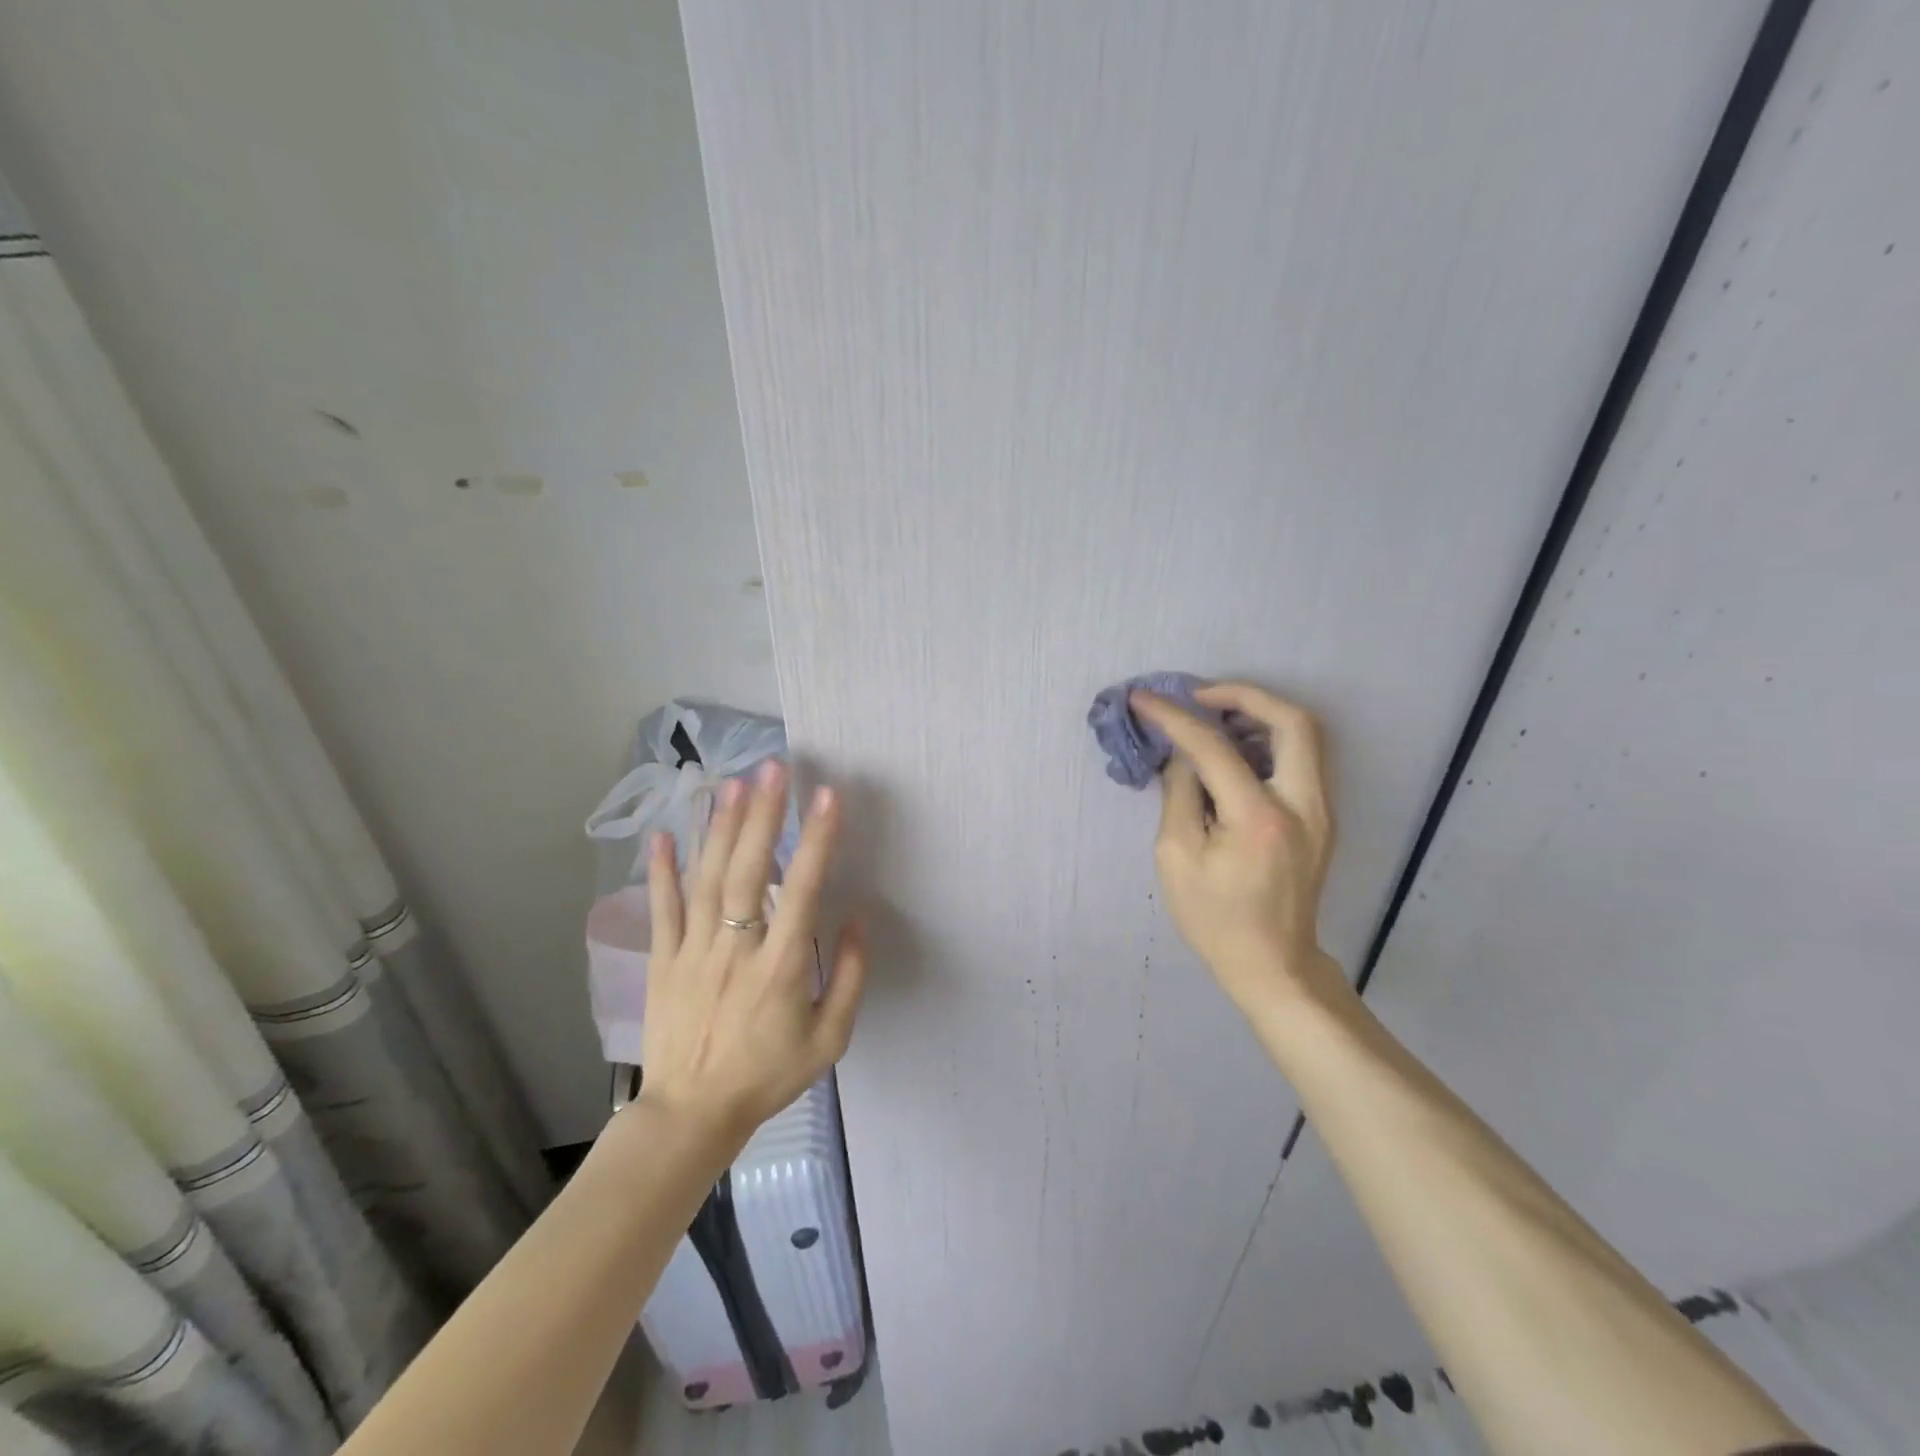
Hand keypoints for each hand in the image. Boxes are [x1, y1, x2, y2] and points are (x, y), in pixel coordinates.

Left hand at [637, 760, 866, 1147]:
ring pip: (706, 879)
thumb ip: (849, 978)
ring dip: (719, 828)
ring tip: (731, 783)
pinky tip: (663, 833)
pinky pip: (661, 908)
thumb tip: (860, 919)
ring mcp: (692, 951)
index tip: (827, 796)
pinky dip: (661, 869)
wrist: (691, 1115)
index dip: (816, 840)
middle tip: (772, 768)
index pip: (802, 890)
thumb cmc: (766, 1075)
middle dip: (762, 815)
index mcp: (780, 968)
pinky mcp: (661, 960)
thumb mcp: (829, 1040)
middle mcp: (734, 949)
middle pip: (748, 871)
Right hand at [1130, 682, 1343, 1015]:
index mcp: (1259, 818)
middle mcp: (1303, 805)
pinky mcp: (1322, 817)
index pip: (1215, 747)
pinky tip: (1235, 749)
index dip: (1175, 717)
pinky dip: (1269, 738)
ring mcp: (1322, 810)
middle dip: (1243, 694)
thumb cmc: (1215, 918)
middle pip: (1292, 721)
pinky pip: (1302, 758)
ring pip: (1305, 735)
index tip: (1144, 699)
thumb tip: (1182, 753)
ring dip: (1260, 713)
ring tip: (1213, 716)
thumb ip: (1179, 794)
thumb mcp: (1176, 857)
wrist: (1272, 963)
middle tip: (1199, 696)